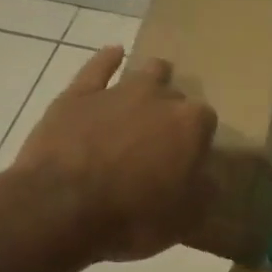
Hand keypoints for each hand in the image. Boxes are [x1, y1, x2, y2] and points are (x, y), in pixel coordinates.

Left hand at [12, 47, 216, 264]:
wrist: (60, 206)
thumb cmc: (131, 216)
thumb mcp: (183, 218)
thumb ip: (204, 192)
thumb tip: (211, 179)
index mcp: (190, 124)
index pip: (206, 121)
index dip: (198, 139)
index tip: (189, 158)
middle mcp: (160, 98)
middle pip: (176, 97)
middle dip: (172, 113)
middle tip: (161, 140)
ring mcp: (118, 91)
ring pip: (145, 73)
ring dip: (151, 80)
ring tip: (148, 95)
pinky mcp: (79, 94)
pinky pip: (98, 67)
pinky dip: (108, 59)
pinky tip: (114, 53)